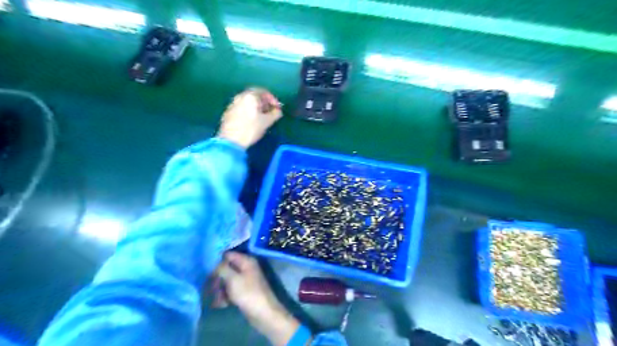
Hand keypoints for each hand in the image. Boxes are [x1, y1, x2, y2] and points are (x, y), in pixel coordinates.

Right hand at [217, 252, 303, 345]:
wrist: (263, 313)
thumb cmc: (248, 293)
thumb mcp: (233, 279)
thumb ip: (222, 268)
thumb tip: (214, 262)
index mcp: (246, 261)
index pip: (227, 255)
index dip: (216, 261)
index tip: (205, 270)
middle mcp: (246, 267)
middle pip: (225, 268)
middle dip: (217, 279)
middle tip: (211, 289)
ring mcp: (245, 279)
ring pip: (226, 281)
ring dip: (219, 290)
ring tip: (218, 301)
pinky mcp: (243, 291)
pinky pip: (230, 290)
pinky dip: (225, 296)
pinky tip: (223, 305)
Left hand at [218, 88, 282, 148]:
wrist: (230, 141)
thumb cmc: (251, 129)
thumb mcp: (267, 122)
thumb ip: (275, 114)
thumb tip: (278, 111)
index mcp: (250, 96)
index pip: (263, 92)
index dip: (272, 99)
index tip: (277, 108)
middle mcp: (240, 96)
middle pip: (254, 96)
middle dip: (264, 103)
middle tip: (270, 112)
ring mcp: (232, 104)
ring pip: (247, 102)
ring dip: (256, 108)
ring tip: (262, 118)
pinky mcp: (228, 113)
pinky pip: (241, 108)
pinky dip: (248, 111)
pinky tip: (251, 121)